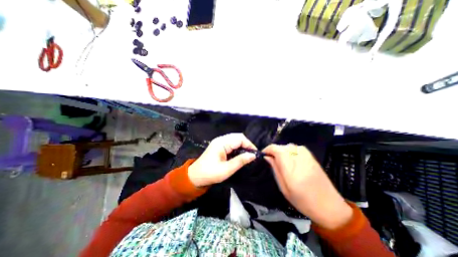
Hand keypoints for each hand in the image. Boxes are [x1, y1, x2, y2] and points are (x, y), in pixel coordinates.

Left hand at [186, 135, 256, 185]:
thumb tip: (253, 155)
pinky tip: (240, 155)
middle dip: (247, 145)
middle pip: (238, 137)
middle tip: (252, 155)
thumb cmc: (210, 173)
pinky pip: (232, 144)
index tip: (255, 154)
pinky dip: (238, 148)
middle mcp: (221, 139)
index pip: (240, 138)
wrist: (195, 176)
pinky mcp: (220, 146)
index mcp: (222, 143)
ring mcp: (220, 142)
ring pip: (236, 140)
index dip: (249, 145)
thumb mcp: (227, 169)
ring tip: (247, 156)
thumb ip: (240, 161)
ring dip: (243, 146)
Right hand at [263, 144, 351, 229]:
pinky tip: (290, 159)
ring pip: (288, 146)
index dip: (267, 149)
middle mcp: (299, 158)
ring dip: (282, 151)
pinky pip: (296, 148)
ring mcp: (307, 156)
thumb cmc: (303, 201)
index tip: (263, 155)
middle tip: (271, 160)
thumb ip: (275, 169)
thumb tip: (267, 157)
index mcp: (291, 168)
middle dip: (274, 151)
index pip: (276, 149)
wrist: (330, 206)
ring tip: (280, 160)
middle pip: (282, 147)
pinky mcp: (312, 156)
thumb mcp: (284, 188)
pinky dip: (290, 151)